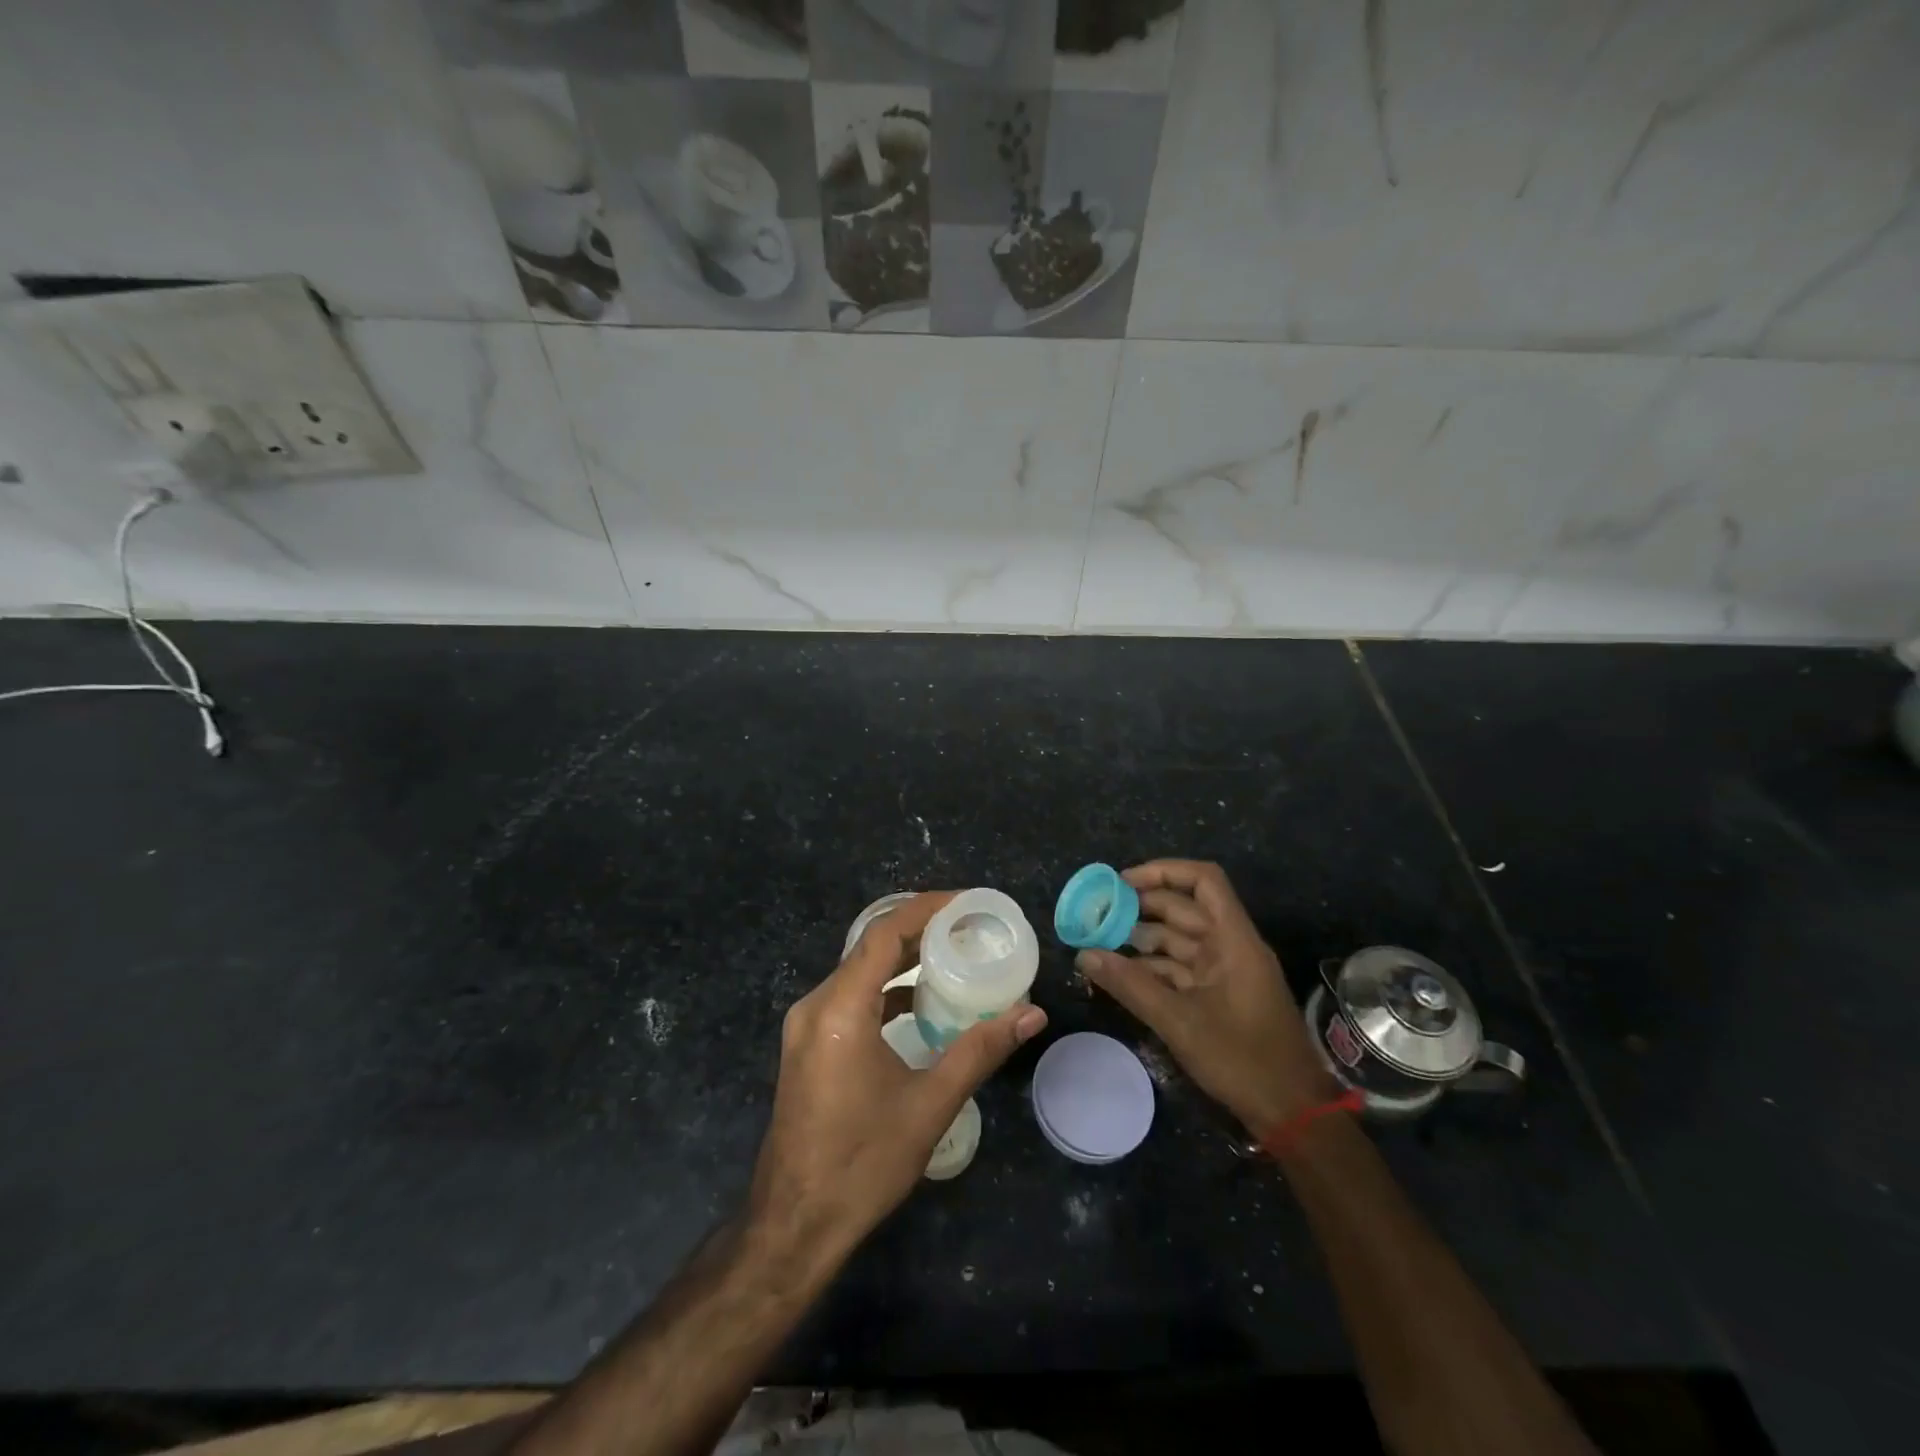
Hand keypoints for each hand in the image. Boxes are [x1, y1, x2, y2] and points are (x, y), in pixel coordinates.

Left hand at [748, 891, 1046, 1269]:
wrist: (794, 1225)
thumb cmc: (862, 1164)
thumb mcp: (929, 1105)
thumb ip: (980, 1051)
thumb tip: (1032, 1014)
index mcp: (840, 1010)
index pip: (883, 934)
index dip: (925, 909)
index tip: (967, 902)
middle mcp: (816, 1006)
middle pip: (870, 947)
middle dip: (919, 930)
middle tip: (969, 926)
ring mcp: (806, 1026)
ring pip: (858, 972)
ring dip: (901, 960)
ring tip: (952, 955)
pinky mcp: (808, 1045)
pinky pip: (850, 997)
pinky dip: (885, 989)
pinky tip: (918, 1002)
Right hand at [1076, 860, 1333, 1136]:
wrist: (1292, 1114)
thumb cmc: (1243, 1060)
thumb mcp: (1180, 1022)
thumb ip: (1130, 985)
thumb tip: (1084, 954)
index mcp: (1234, 940)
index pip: (1203, 881)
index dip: (1163, 872)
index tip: (1122, 883)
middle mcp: (1230, 947)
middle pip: (1184, 909)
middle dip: (1140, 908)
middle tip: (1097, 915)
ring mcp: (1225, 972)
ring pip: (1178, 940)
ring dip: (1141, 939)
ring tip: (1099, 942)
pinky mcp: (1219, 996)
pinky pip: (1180, 969)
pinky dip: (1151, 968)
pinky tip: (1119, 974)